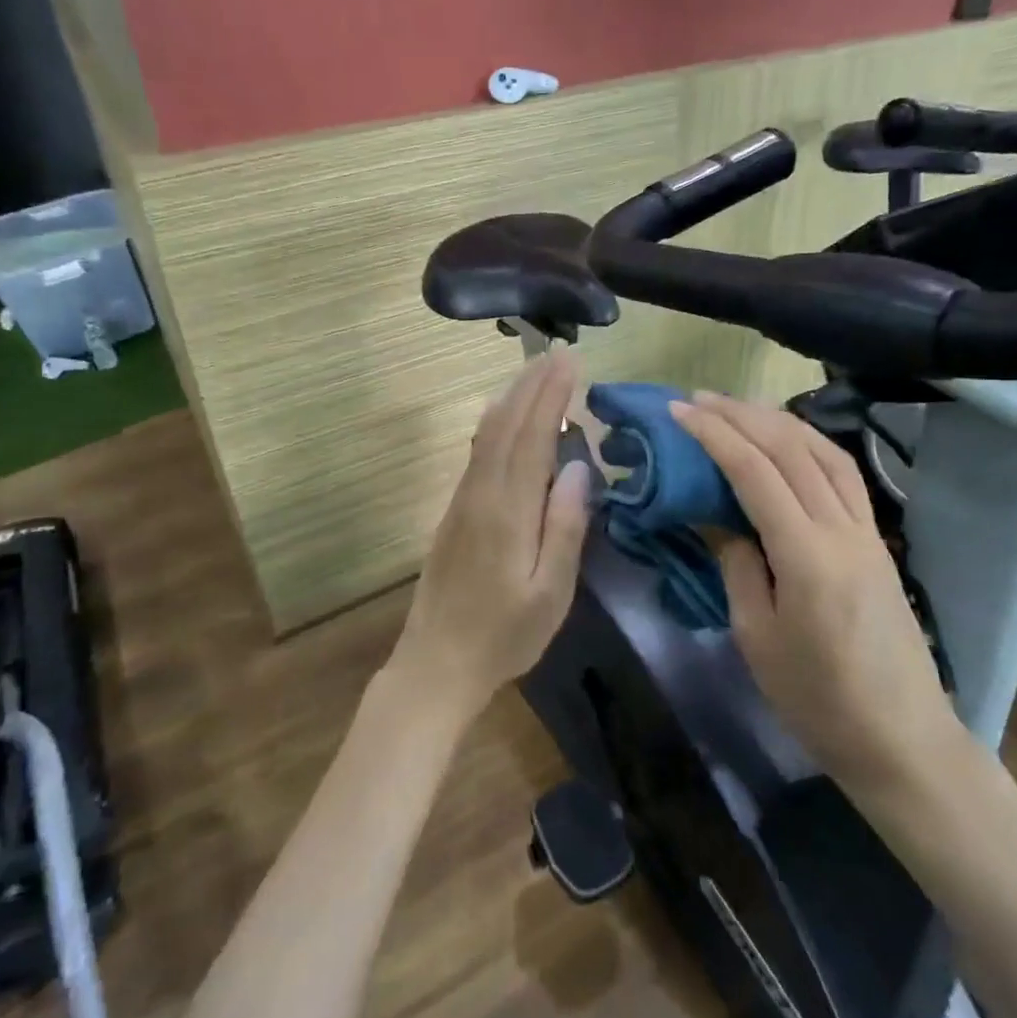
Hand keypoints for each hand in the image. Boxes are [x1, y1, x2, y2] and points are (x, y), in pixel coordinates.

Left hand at [390, 352, 592, 722]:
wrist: (436, 663)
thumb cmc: (504, 635)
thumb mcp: (549, 592)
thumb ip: (565, 527)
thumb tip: (580, 467)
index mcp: (508, 511)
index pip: (533, 438)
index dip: (551, 396)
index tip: (570, 361)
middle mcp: (481, 494)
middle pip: (506, 425)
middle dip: (532, 385)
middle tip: (558, 354)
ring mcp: (463, 501)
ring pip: (487, 434)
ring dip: (512, 398)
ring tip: (536, 373)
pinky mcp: (455, 512)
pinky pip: (478, 452)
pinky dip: (496, 423)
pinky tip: (504, 418)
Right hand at [671, 392, 966, 797]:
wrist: (902, 739)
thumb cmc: (818, 700)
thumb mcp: (756, 637)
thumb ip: (737, 566)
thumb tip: (721, 520)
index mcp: (806, 556)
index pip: (755, 472)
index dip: (714, 435)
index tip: (679, 412)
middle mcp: (842, 529)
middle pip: (790, 449)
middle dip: (741, 415)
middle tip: (698, 399)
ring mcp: (867, 531)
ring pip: (823, 451)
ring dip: (777, 420)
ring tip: (738, 408)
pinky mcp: (877, 540)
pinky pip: (843, 473)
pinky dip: (810, 443)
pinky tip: (788, 440)